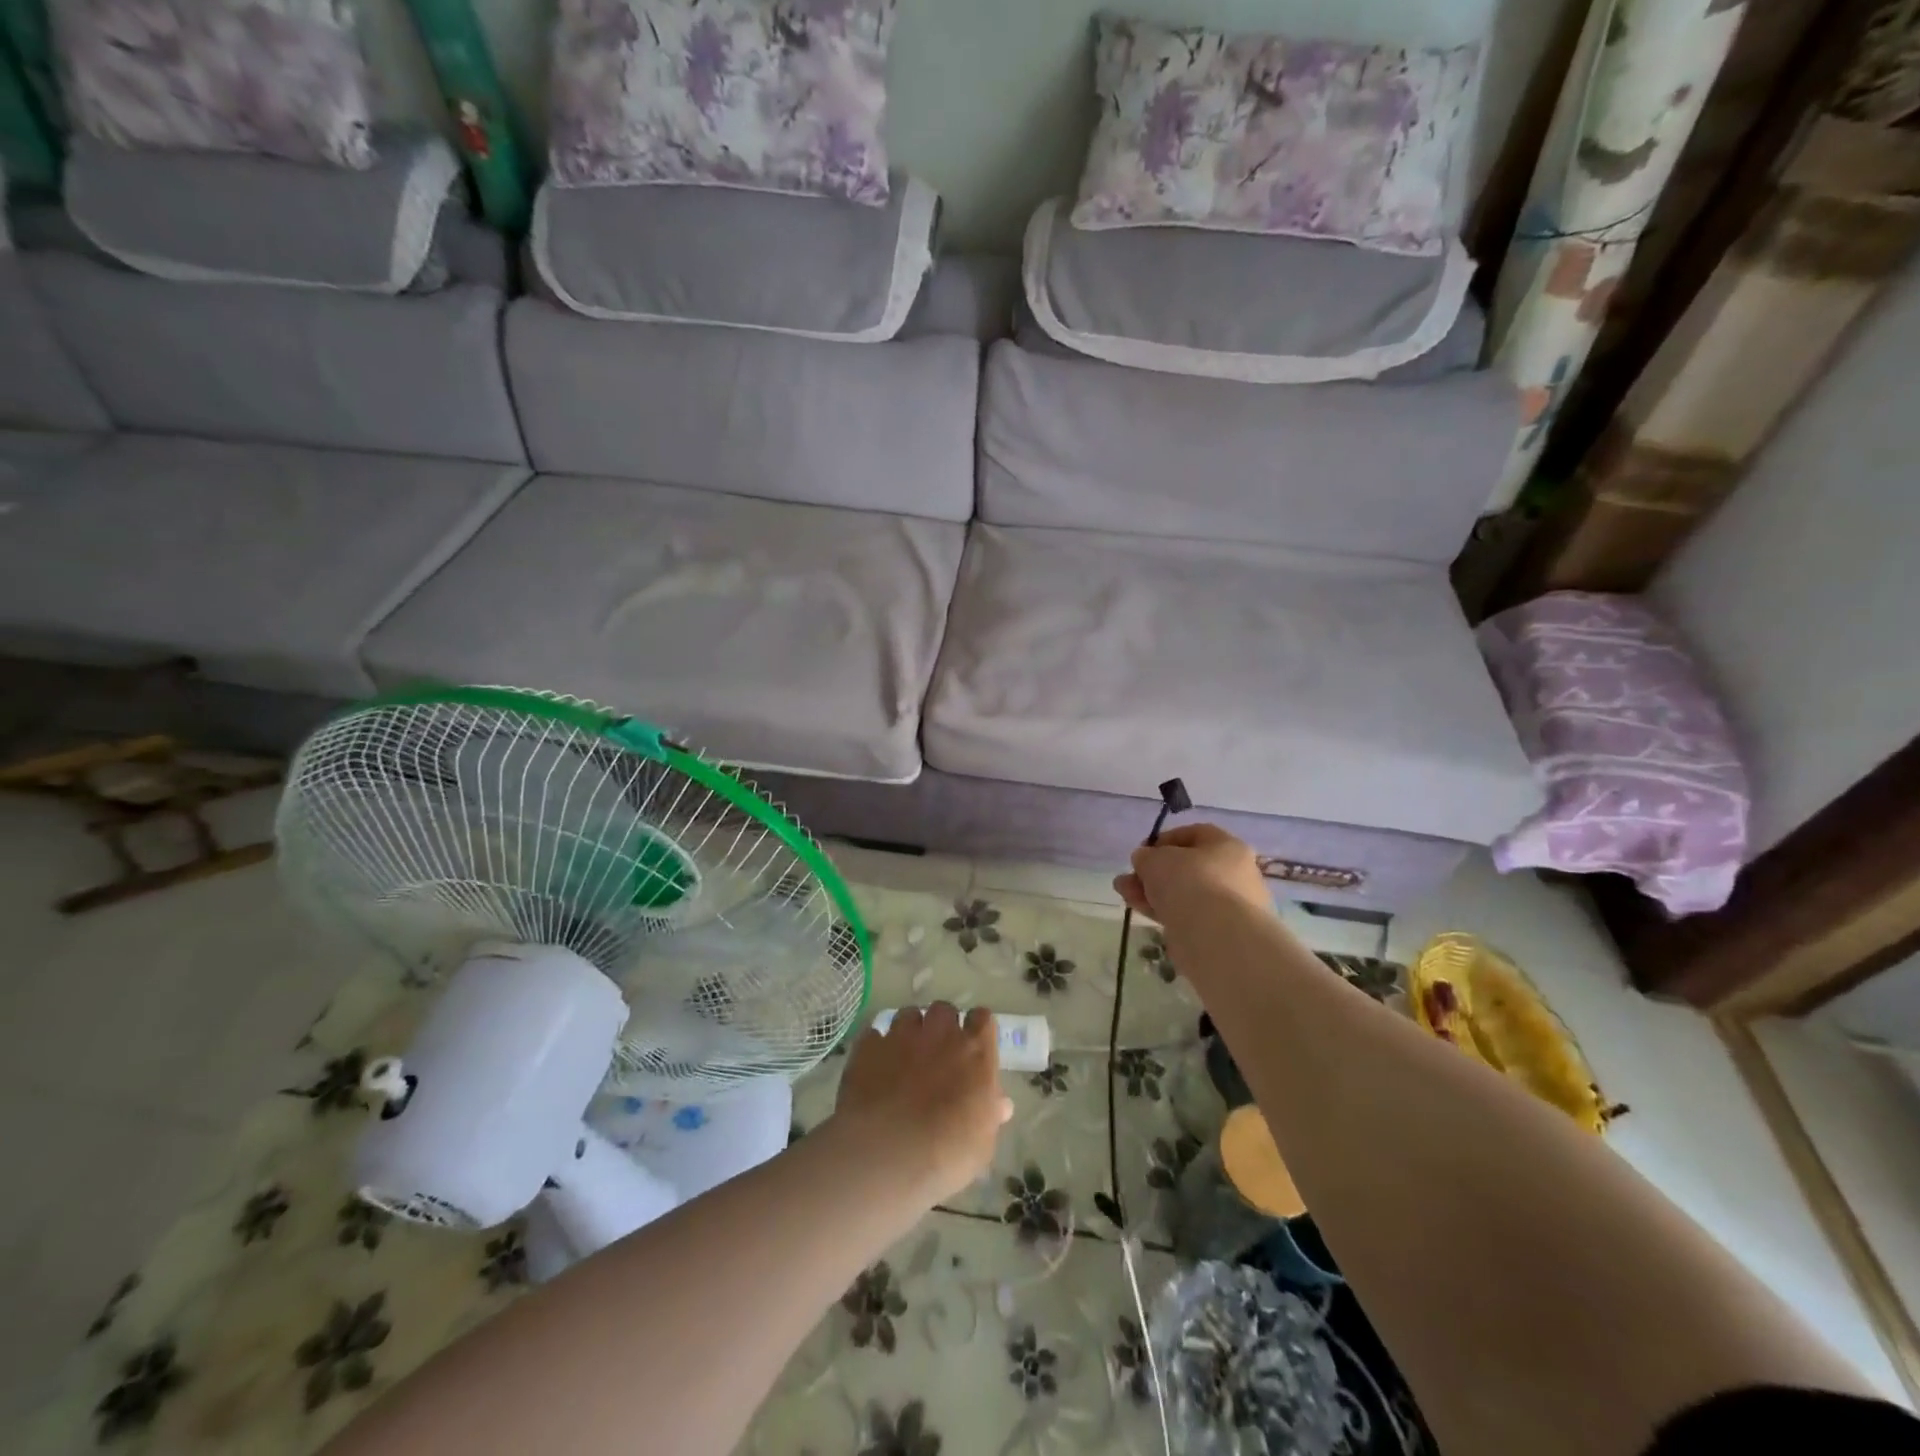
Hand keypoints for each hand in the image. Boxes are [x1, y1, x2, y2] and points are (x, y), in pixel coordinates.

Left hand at [830, 1003, 1012, 1203]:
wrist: (888, 1154)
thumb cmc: (948, 1152)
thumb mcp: (982, 1143)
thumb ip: (990, 1115)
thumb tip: (1001, 1104)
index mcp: (975, 1051)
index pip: (983, 1018)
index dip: (977, 1029)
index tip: (974, 1045)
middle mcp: (940, 1034)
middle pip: (943, 1010)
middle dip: (942, 1025)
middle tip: (938, 1051)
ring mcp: (901, 1036)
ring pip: (908, 1015)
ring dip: (910, 1030)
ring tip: (905, 1055)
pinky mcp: (868, 1047)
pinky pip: (874, 1035)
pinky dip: (877, 1047)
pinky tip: (876, 1067)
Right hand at [1113, 823, 1275, 929]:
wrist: (1214, 936)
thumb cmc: (1188, 882)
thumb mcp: (1155, 859)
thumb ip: (1146, 856)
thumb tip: (1145, 860)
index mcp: (1228, 846)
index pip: (1195, 834)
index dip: (1165, 840)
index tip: (1142, 852)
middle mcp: (1235, 873)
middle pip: (1188, 867)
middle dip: (1154, 871)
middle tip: (1129, 877)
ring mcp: (1229, 905)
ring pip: (1185, 892)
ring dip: (1153, 891)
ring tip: (1124, 894)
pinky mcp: (1219, 931)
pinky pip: (1187, 914)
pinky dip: (1163, 910)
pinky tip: (1138, 908)